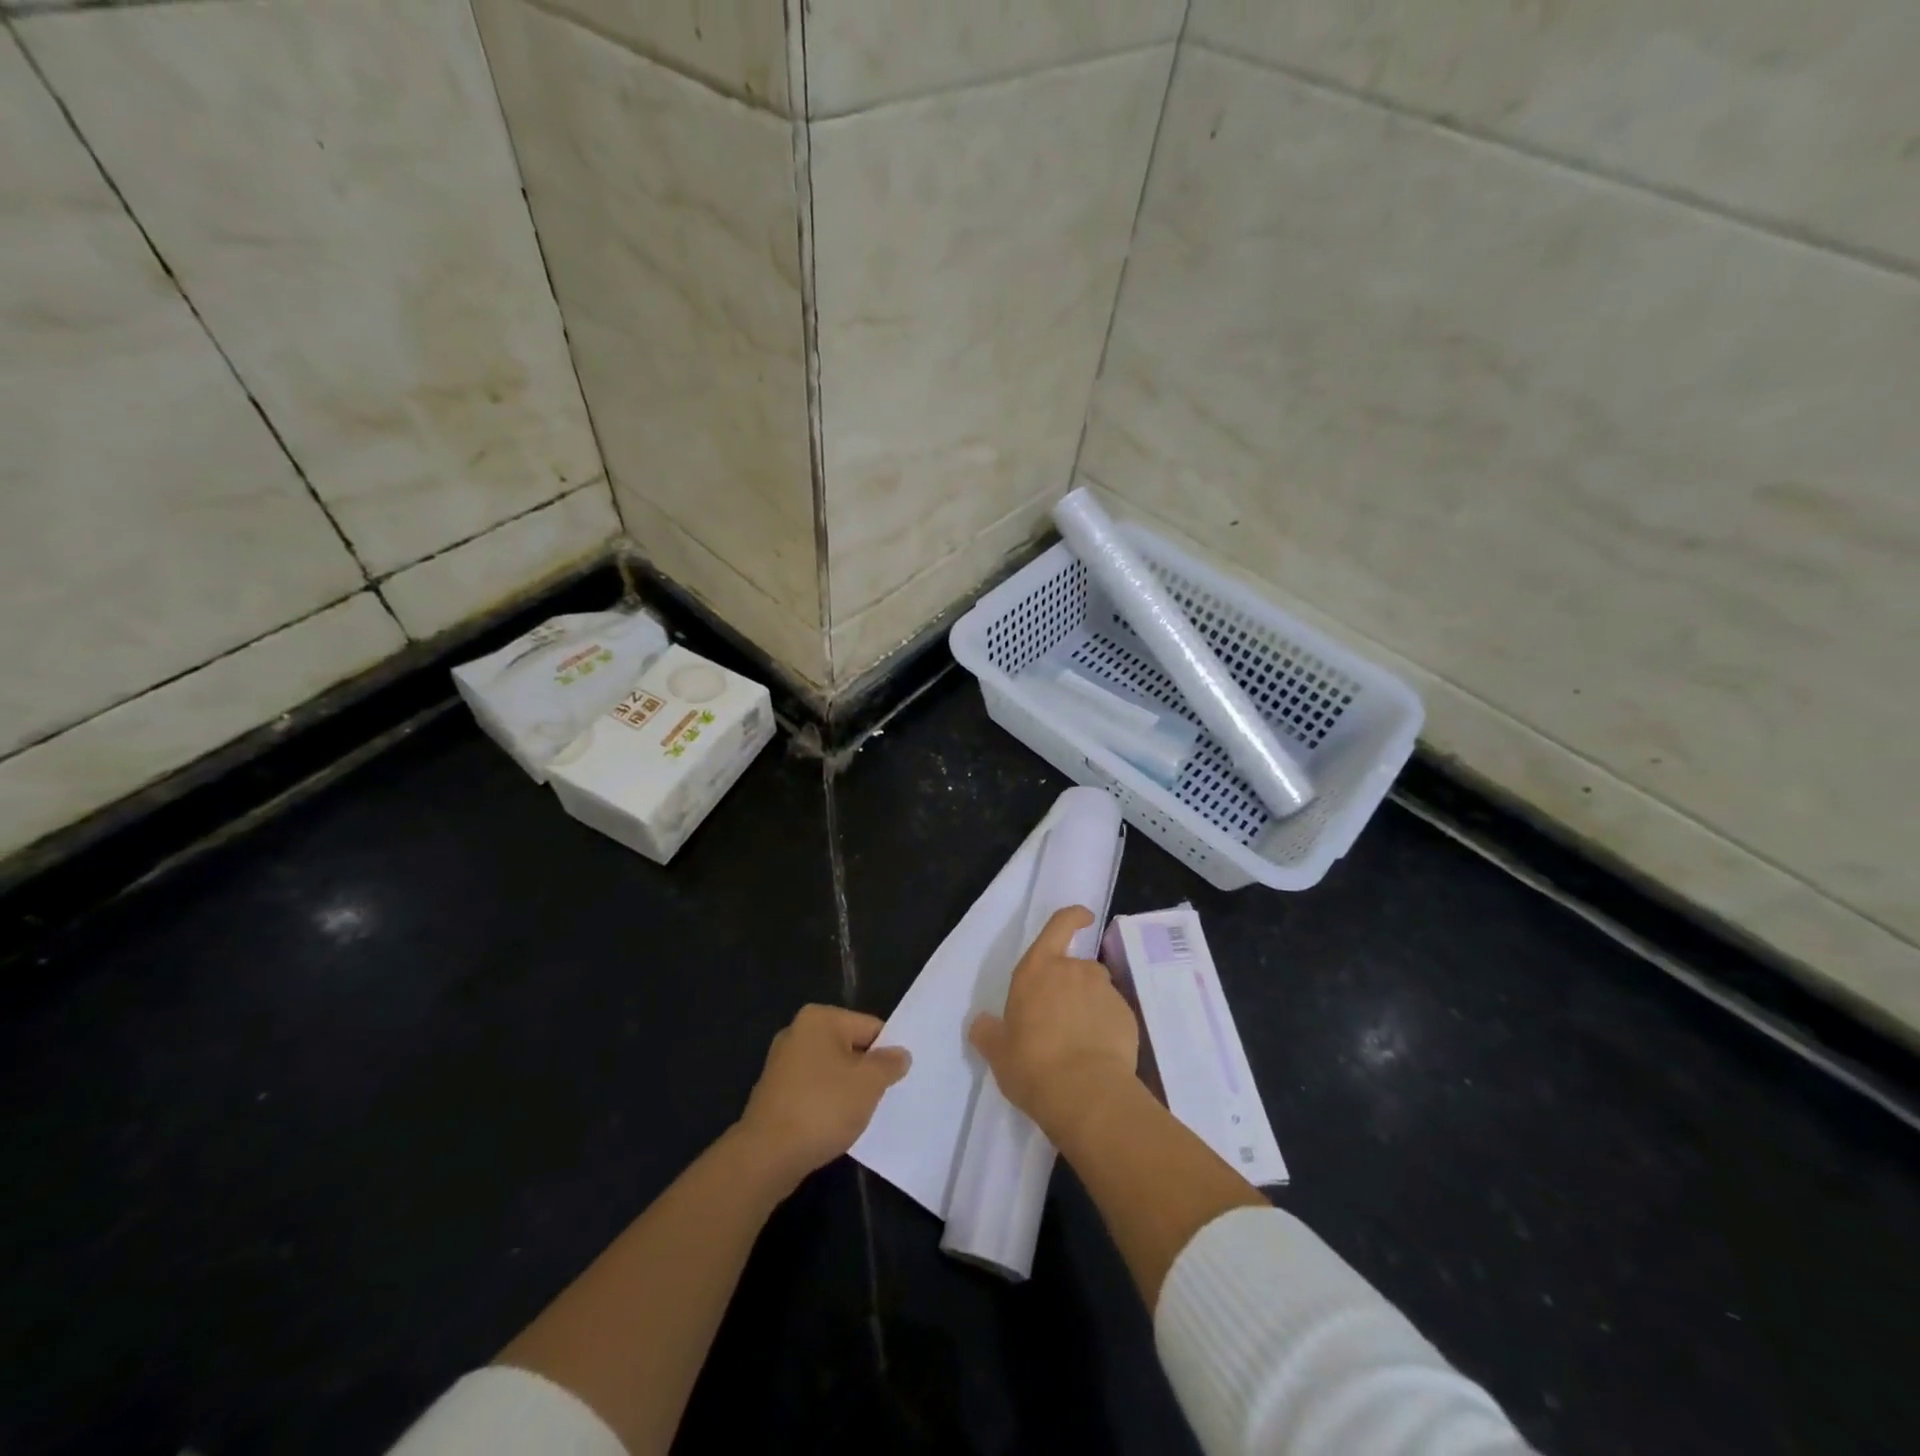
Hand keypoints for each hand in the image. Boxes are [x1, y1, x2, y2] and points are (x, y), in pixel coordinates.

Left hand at [734, 1005, 909, 1188]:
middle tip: (884, 1097)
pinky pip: (813, 1090)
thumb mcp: (868, 1084)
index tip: (899, 1078)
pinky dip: (827, 1104)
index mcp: (819, 1019)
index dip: (887, 1053)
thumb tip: (900, 1054)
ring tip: (861, 1114)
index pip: (869, 1027)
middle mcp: (797, 1032)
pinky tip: (835, 1125)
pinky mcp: (775, 1092)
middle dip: (866, 1071)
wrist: (766, 1156)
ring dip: (847, 1090)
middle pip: (850, 1047)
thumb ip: (889, 1064)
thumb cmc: (822, 1108)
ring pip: (831, 1071)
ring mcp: (782, 1063)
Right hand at [969, 906, 1139, 1145]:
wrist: (1086, 1094)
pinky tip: (1097, 1054)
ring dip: (1089, 1006)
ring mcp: (1105, 992)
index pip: (1059, 925)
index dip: (1073, 916)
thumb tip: (981, 1023)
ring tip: (1079, 1041)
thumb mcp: (998, 1053)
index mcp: (1038, 969)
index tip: (1083, 917)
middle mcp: (1074, 971)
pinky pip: (1114, 1015)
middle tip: (1060, 1019)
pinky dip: (1107, 1027)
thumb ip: (988, 1032)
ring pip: (1097, 990)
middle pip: (1078, 966)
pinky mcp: (1127, 1016)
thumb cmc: (1032, 1065)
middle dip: (1072, 985)